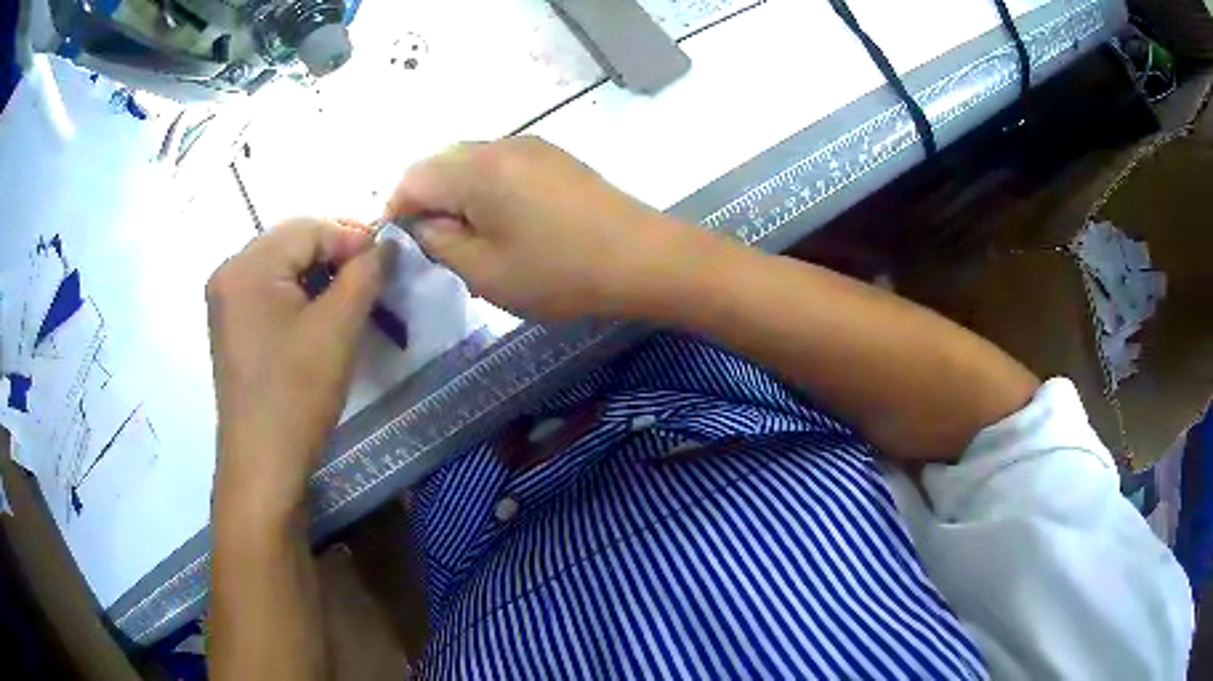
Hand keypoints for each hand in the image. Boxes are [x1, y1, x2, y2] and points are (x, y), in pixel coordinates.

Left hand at [206, 219, 393, 529]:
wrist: (264, 464)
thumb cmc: (297, 394)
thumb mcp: (337, 329)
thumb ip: (364, 274)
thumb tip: (385, 245)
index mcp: (247, 266)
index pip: (308, 228)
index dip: (352, 238)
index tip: (387, 261)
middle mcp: (229, 272)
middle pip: (291, 243)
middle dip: (335, 254)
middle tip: (372, 277)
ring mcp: (225, 300)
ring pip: (282, 267)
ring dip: (319, 275)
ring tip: (350, 298)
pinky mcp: (231, 325)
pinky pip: (269, 291)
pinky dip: (299, 295)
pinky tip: (320, 316)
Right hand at [385, 137, 706, 319]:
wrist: (643, 258)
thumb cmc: (559, 272)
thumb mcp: (485, 272)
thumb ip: (439, 242)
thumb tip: (423, 222)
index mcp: (475, 169)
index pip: (412, 178)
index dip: (397, 210)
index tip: (403, 243)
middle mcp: (499, 145)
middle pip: (440, 164)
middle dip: (428, 201)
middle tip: (440, 246)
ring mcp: (531, 146)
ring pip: (471, 163)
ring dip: (458, 195)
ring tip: (473, 238)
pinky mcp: (554, 157)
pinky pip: (501, 166)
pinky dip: (487, 190)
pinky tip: (506, 223)